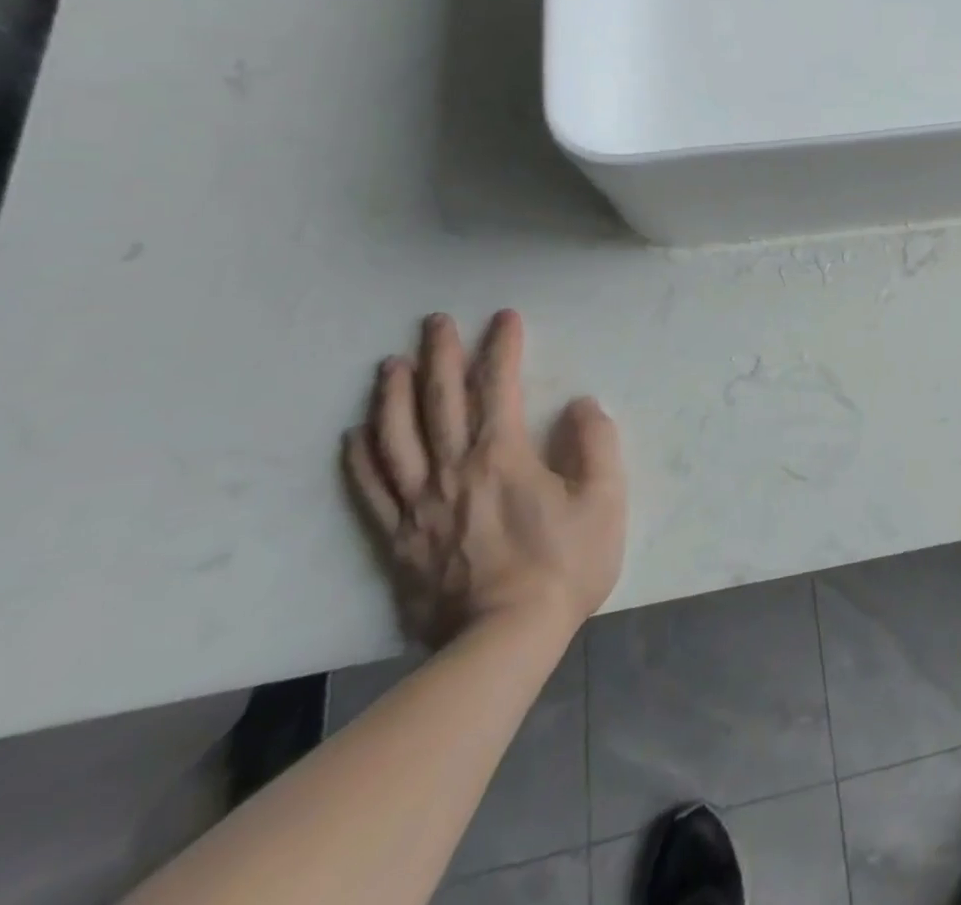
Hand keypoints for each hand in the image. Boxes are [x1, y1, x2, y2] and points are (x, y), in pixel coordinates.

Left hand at [343, 310, 627, 648]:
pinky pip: (372, 490)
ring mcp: (419, 505)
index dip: (501, 347)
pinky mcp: (397, 540)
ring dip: (392, 395)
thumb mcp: (604, 500)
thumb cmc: (563, 566)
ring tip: (390, 364)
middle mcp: (453, 470)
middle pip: (439, 401)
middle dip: (439, 355)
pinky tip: (356, 435)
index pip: (499, 386)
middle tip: (435, 322)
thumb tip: (580, 405)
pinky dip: (361, 457)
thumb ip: (596, 443)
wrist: (503, 642)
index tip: (504, 317)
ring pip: (395, 438)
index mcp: (503, 456)